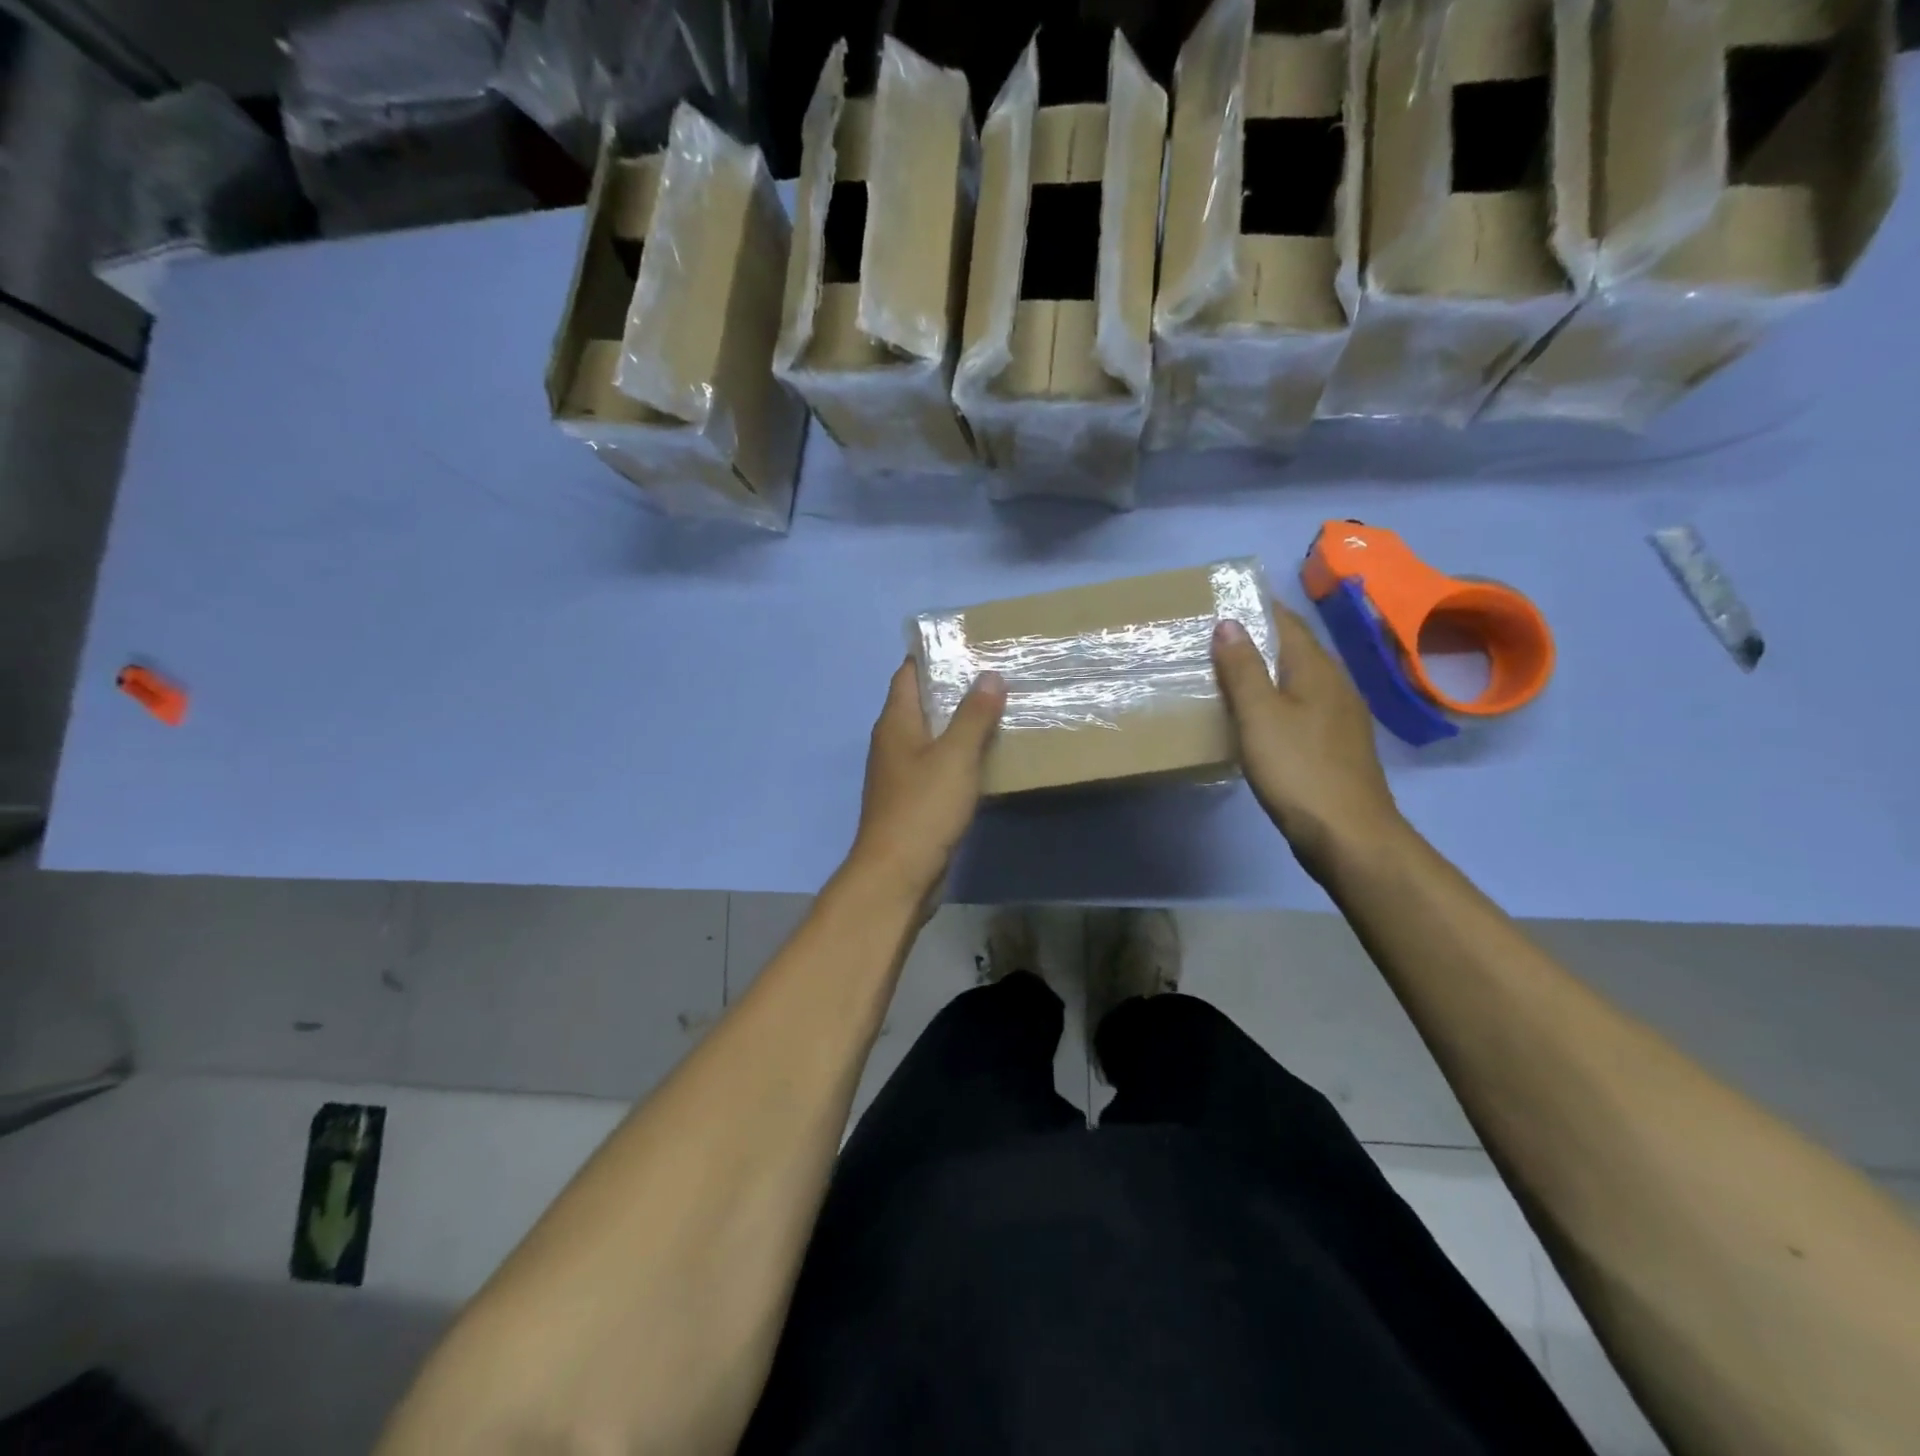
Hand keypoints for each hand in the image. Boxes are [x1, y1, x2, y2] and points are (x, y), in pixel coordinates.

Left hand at [847, 659, 1006, 904]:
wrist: (898, 874)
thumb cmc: (923, 807)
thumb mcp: (955, 756)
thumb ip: (973, 715)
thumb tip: (988, 675)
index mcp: (896, 723)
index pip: (908, 674)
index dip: (932, 656)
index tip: (966, 644)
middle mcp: (893, 743)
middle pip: (921, 704)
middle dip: (952, 688)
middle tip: (994, 674)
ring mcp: (902, 774)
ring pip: (932, 736)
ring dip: (959, 723)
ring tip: (998, 708)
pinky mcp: (914, 800)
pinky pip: (938, 765)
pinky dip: (959, 755)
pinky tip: (986, 755)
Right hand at [1212, 605, 1407, 881]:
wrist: (1348, 834)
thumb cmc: (1298, 769)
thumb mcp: (1260, 715)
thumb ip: (1243, 668)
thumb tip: (1229, 622)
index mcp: (1318, 670)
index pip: (1288, 623)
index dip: (1259, 607)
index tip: (1226, 599)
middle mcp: (1335, 685)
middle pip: (1296, 649)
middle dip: (1261, 637)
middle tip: (1218, 635)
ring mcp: (1341, 717)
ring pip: (1300, 679)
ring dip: (1269, 669)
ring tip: (1231, 671)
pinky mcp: (1336, 745)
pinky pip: (1303, 706)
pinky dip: (1278, 699)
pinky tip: (1260, 715)